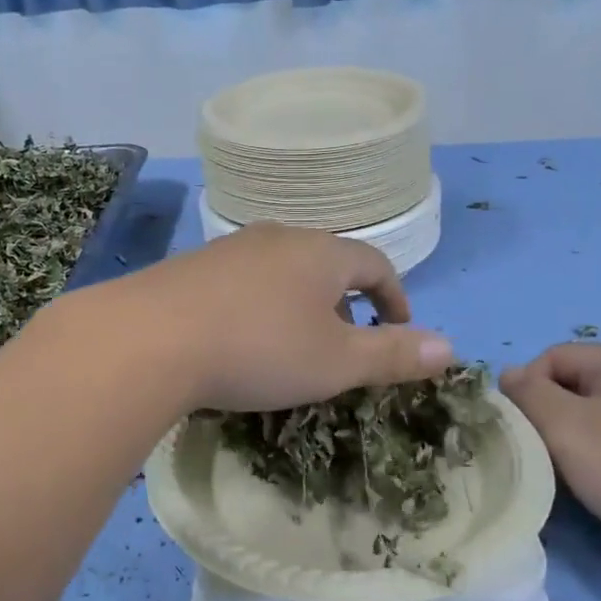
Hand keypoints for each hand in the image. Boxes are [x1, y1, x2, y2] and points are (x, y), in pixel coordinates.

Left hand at [109, 223, 452, 412]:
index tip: (399, 331)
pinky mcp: (190, 267)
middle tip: (344, 347)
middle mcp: (277, 238)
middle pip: (327, 265)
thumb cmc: (259, 350)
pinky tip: (239, 341)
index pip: (376, 264)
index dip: (395, 298)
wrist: (150, 339)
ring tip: (293, 348)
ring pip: (281, 272)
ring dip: (299, 306)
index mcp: (322, 253)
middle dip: (344, 305)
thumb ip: (393, 355)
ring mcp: (229, 249)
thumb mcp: (335, 362)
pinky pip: (241, 283)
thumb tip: (450, 348)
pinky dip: (258, 308)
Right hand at [500, 343, 600, 568]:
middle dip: (547, 415)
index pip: (553, 356)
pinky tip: (592, 485)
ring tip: (561, 472)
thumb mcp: (564, 425)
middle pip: (573, 385)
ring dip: (568, 440)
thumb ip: (528, 394)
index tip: (520, 427)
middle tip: (537, 452)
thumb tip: (509, 375)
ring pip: (593, 417)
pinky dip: (595, 458)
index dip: (528, 386)